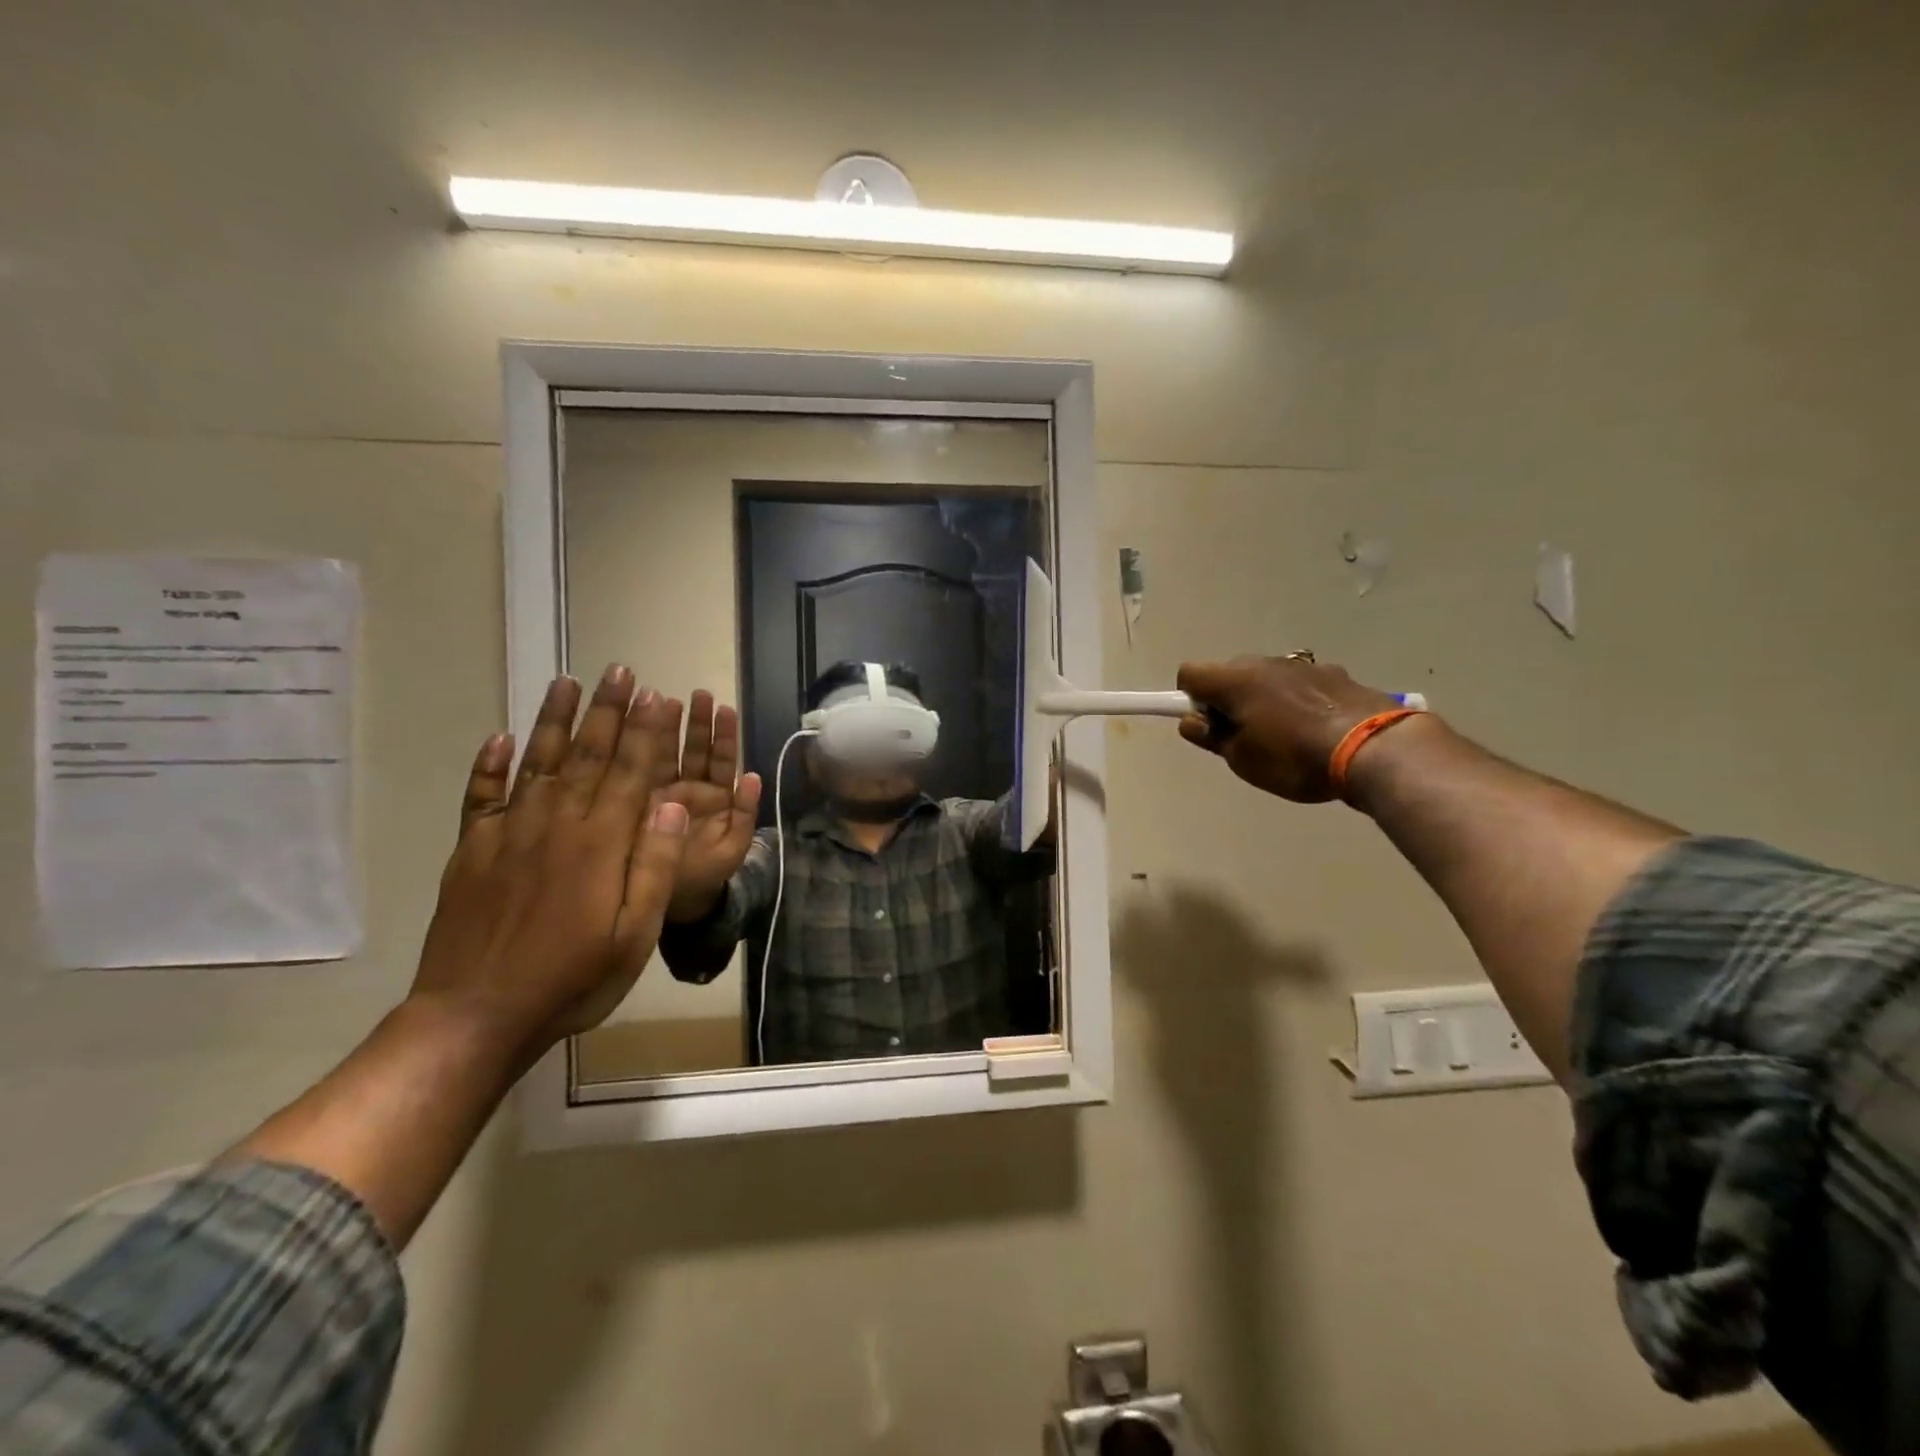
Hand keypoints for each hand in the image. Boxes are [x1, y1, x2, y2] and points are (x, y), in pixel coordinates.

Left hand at [409, 665, 690, 1057]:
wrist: (475, 1016)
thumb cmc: (573, 979)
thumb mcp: (635, 934)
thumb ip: (653, 864)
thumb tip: (671, 802)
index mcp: (600, 844)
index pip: (631, 772)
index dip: (646, 732)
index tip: (657, 695)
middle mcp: (555, 825)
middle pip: (587, 755)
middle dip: (608, 710)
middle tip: (620, 671)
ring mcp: (508, 835)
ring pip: (537, 763)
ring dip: (554, 720)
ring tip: (567, 682)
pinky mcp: (472, 852)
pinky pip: (480, 797)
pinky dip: (488, 766)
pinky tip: (499, 738)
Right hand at [657, 689, 762, 922]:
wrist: (674, 905)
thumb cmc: (709, 877)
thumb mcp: (734, 846)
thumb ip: (745, 813)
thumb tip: (755, 776)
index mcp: (717, 799)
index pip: (722, 760)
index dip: (724, 735)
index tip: (724, 708)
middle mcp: (690, 791)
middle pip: (695, 750)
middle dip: (697, 722)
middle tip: (697, 694)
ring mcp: (663, 795)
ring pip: (669, 755)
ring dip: (670, 728)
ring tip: (669, 700)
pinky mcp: (639, 804)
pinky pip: (641, 774)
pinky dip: (642, 751)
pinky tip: (637, 728)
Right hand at [1176, 656, 1406, 801]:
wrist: (1374, 748)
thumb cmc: (1294, 758)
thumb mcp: (1242, 759)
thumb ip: (1211, 737)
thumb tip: (1192, 721)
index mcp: (1235, 680)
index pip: (1190, 673)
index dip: (1188, 698)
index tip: (1206, 726)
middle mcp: (1265, 663)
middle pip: (1229, 673)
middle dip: (1226, 700)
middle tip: (1242, 737)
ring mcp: (1303, 666)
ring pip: (1266, 678)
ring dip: (1262, 700)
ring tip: (1284, 737)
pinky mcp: (1335, 674)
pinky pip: (1298, 684)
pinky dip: (1295, 701)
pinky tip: (1315, 731)